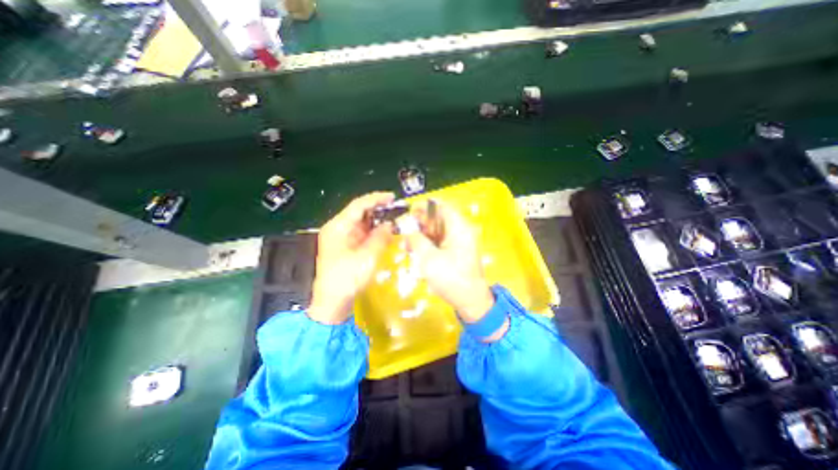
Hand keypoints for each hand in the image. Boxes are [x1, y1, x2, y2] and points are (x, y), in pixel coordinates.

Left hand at [310, 192, 396, 325]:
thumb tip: (390, 225)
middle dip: (379, 210)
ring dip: (378, 222)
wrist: (332, 302)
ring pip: (363, 223)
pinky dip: (375, 233)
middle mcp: (338, 229)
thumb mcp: (367, 257)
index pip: (358, 205)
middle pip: (360, 213)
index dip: (376, 199)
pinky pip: (363, 234)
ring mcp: (342, 238)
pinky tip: (386, 234)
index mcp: (338, 227)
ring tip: (395, 220)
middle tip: (397, 210)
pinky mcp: (347, 247)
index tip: (392, 197)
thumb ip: (380, 238)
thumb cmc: (347, 279)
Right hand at [406, 200, 496, 323]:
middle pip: (437, 219)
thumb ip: (416, 239)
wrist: (470, 301)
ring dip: (421, 236)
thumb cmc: (451, 278)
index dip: (423, 207)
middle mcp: (460, 231)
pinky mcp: (456, 251)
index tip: (408, 214)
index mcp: (459, 228)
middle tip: (404, 233)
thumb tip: (405, 225)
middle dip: (419, 225)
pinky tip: (417, 254)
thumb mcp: (429, 259)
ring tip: (407, 247)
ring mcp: (459, 242)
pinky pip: (439, 242)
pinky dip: (428, 245)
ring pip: (436, 231)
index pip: (441, 206)